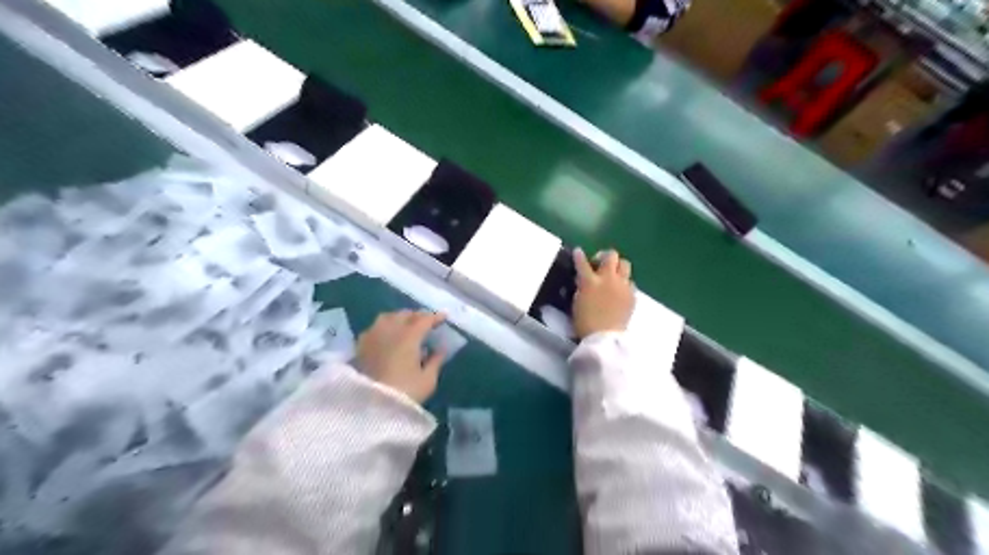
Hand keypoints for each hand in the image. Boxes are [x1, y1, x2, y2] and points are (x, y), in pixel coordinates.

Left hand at [357, 310, 446, 399]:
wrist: (370, 407)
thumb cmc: (405, 392)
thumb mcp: (427, 379)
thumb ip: (436, 361)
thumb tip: (440, 349)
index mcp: (409, 336)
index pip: (424, 320)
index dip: (435, 317)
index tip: (444, 317)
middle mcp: (390, 330)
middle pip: (405, 314)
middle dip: (418, 316)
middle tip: (427, 322)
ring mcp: (373, 335)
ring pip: (388, 317)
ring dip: (400, 318)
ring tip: (407, 325)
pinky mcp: (361, 346)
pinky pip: (375, 327)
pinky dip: (385, 326)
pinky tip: (388, 335)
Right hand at [572, 247, 632, 338]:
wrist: (604, 338)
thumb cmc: (585, 322)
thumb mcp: (577, 301)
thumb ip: (581, 286)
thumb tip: (584, 279)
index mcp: (590, 281)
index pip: (582, 262)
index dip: (579, 256)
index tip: (578, 252)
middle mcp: (608, 279)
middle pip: (611, 256)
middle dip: (605, 256)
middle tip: (599, 264)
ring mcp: (622, 286)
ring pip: (625, 264)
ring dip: (617, 267)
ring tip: (612, 276)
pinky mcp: (632, 295)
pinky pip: (630, 282)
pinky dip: (624, 283)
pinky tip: (619, 292)